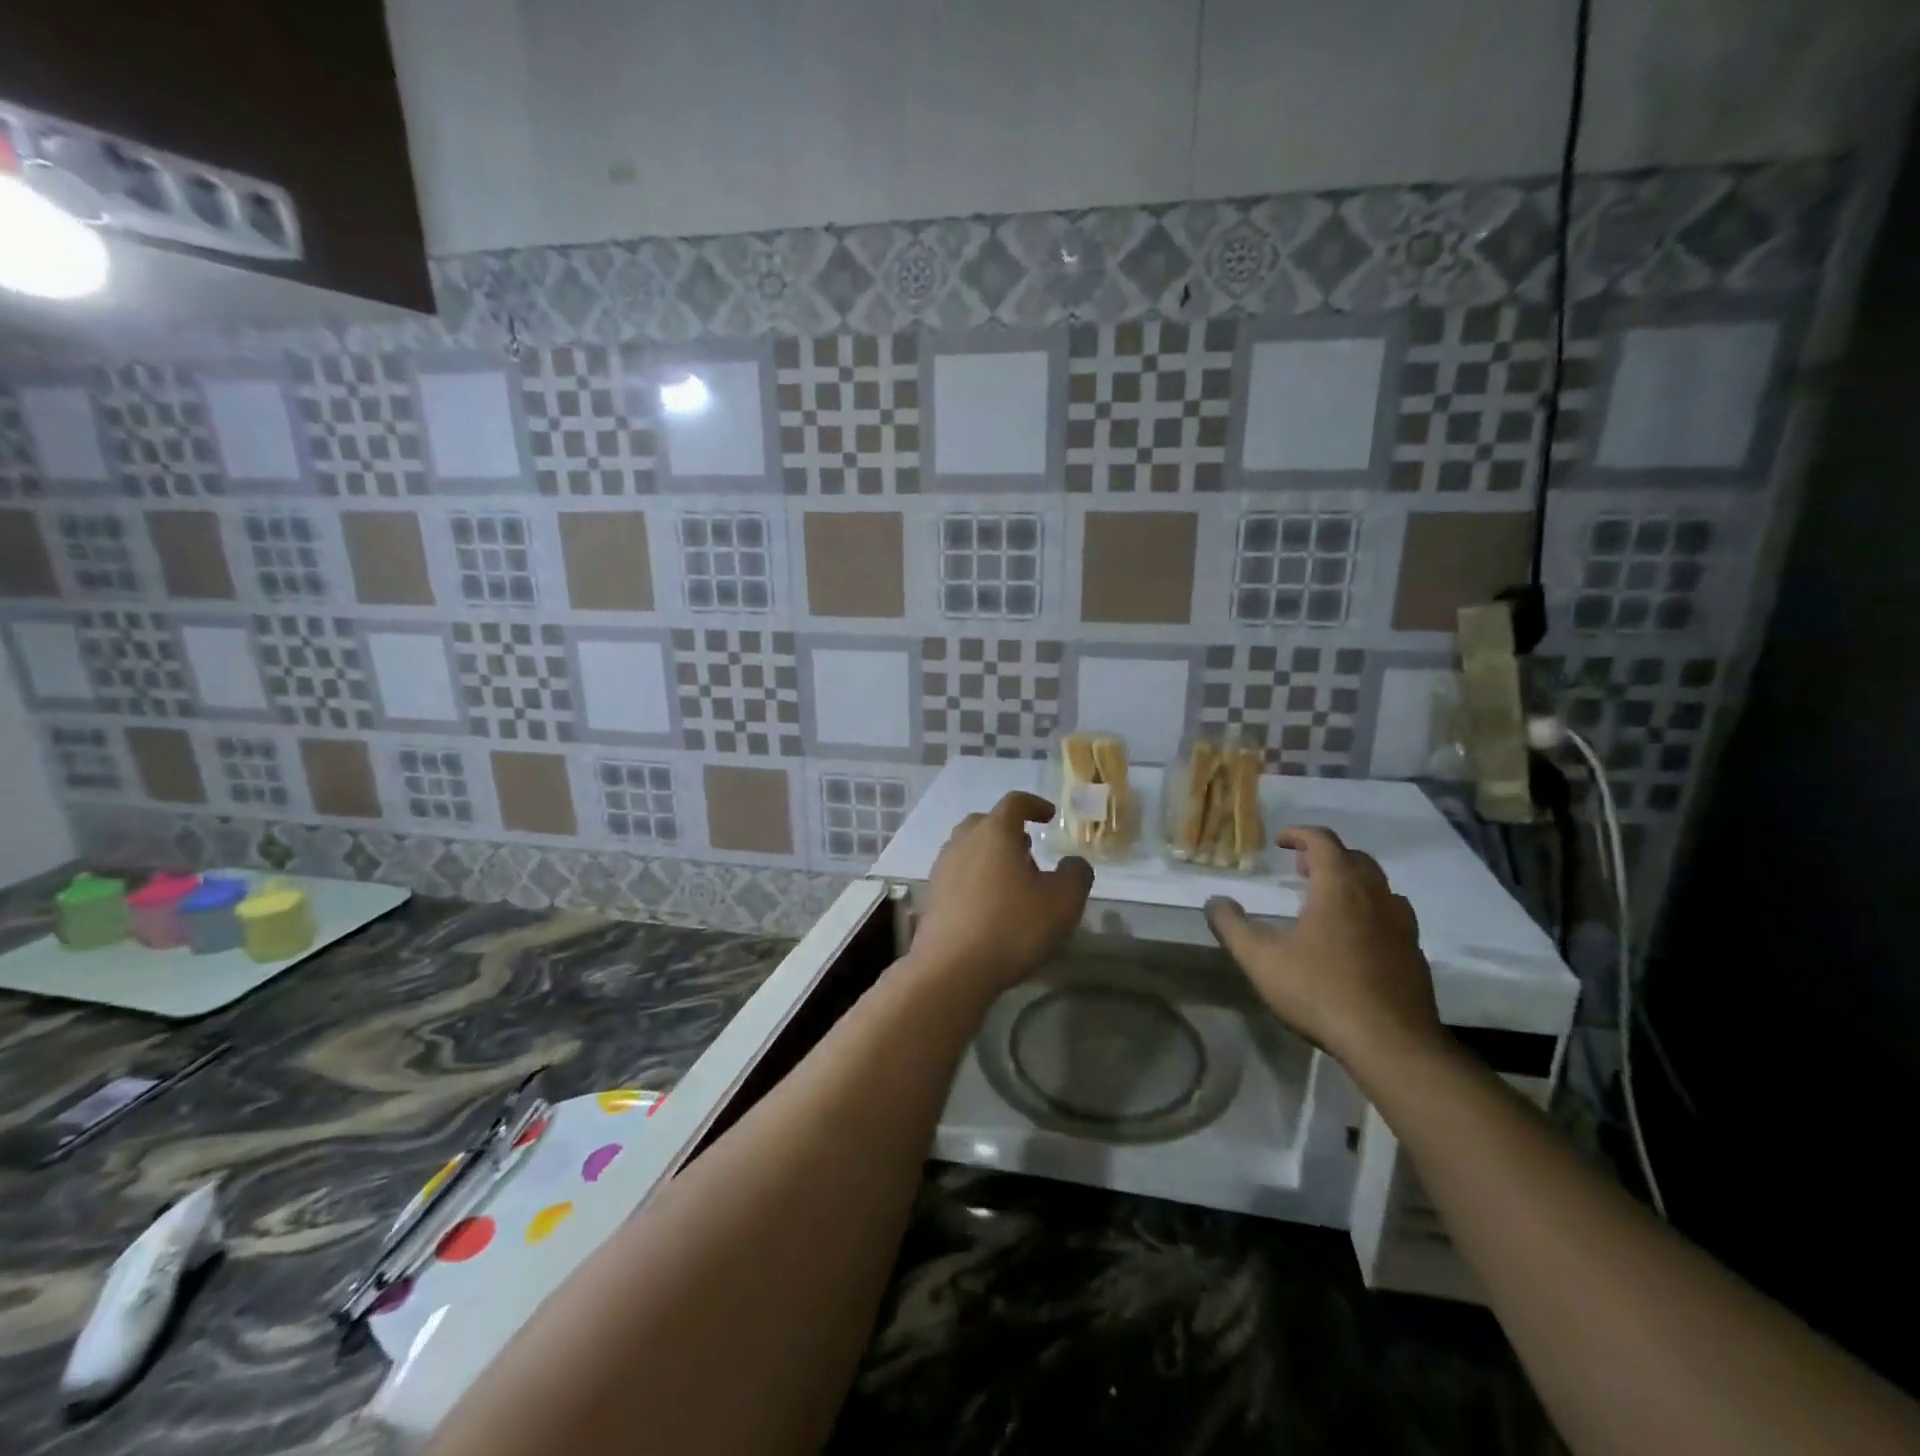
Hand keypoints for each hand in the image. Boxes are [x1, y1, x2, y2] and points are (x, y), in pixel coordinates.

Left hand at [912, 792, 1093, 995]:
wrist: (951, 969)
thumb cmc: (1012, 927)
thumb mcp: (1062, 903)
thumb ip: (1076, 875)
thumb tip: (1073, 863)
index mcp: (995, 832)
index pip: (1015, 802)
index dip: (1034, 805)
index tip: (1049, 817)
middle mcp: (963, 841)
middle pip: (986, 822)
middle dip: (1009, 831)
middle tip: (1029, 851)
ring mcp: (942, 867)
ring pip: (969, 847)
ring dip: (991, 855)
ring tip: (1012, 881)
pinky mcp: (932, 895)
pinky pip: (958, 873)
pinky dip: (975, 878)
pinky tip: (989, 905)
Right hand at [1205, 826, 1443, 1071]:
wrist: (1391, 1044)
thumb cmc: (1320, 991)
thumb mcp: (1260, 959)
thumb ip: (1232, 926)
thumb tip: (1214, 901)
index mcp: (1339, 888)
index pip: (1323, 841)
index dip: (1300, 834)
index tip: (1280, 843)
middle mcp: (1376, 897)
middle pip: (1355, 858)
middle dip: (1326, 857)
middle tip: (1301, 871)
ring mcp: (1402, 926)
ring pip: (1379, 887)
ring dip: (1353, 883)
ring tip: (1328, 902)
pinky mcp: (1415, 955)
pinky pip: (1393, 918)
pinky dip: (1371, 913)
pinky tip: (1355, 940)